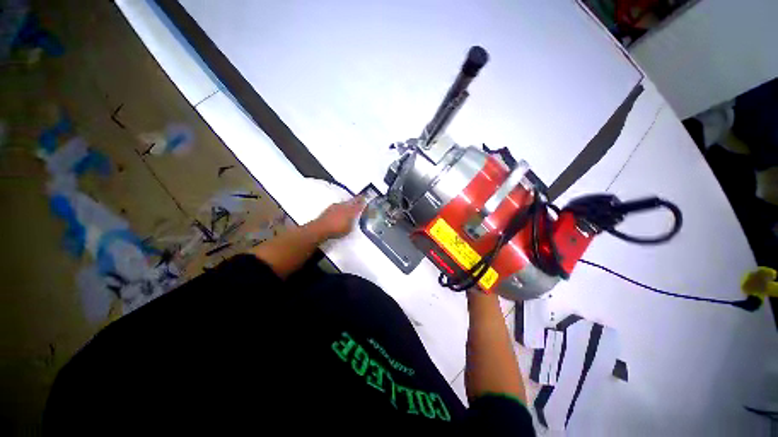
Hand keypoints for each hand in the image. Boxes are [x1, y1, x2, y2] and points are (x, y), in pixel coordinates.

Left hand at [311, 196, 365, 239]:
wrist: (321, 228)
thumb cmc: (337, 229)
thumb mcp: (349, 228)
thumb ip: (353, 221)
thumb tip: (355, 218)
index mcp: (350, 211)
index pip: (359, 205)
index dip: (362, 202)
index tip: (365, 199)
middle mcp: (344, 206)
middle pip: (352, 201)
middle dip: (357, 200)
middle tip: (360, 198)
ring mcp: (336, 206)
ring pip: (345, 203)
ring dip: (348, 203)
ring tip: (351, 203)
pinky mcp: (329, 209)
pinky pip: (338, 205)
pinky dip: (341, 206)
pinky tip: (341, 209)